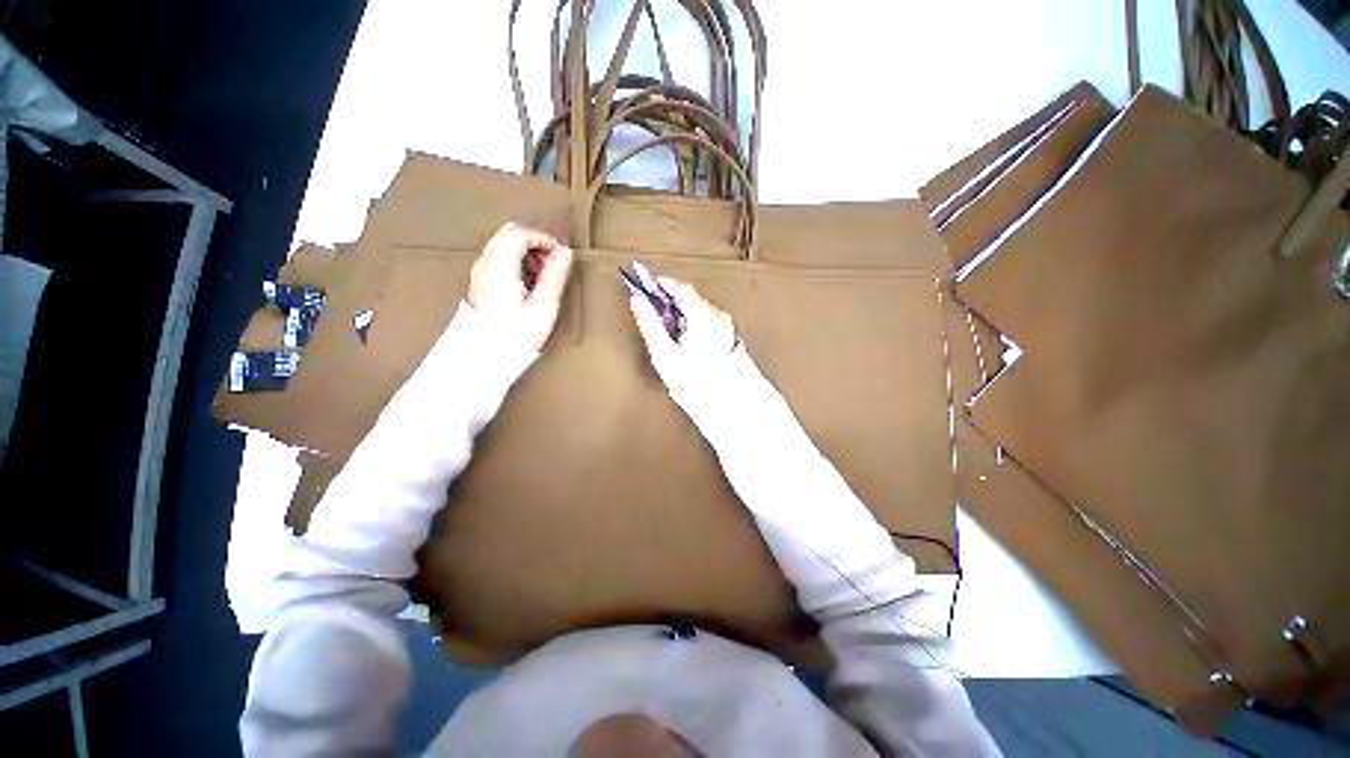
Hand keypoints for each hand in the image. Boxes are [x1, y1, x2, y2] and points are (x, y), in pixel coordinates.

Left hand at [468, 223, 573, 349]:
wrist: (485, 355)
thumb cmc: (518, 333)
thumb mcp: (543, 306)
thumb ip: (554, 276)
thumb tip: (565, 252)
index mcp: (500, 267)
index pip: (519, 234)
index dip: (542, 239)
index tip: (559, 256)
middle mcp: (485, 264)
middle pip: (508, 234)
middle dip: (533, 243)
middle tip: (551, 264)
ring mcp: (479, 273)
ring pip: (501, 245)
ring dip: (524, 252)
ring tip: (541, 276)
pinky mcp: (478, 283)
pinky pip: (497, 259)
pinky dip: (514, 261)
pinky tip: (526, 283)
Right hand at [630, 276, 735, 386]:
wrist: (722, 401)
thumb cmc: (693, 382)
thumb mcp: (664, 354)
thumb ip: (650, 325)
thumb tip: (637, 301)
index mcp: (705, 319)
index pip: (682, 289)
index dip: (662, 285)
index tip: (645, 285)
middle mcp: (718, 317)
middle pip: (690, 296)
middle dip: (669, 299)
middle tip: (650, 307)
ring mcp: (725, 324)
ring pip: (696, 305)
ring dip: (679, 310)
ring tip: (665, 327)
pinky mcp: (726, 331)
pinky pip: (704, 316)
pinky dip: (690, 318)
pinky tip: (681, 334)